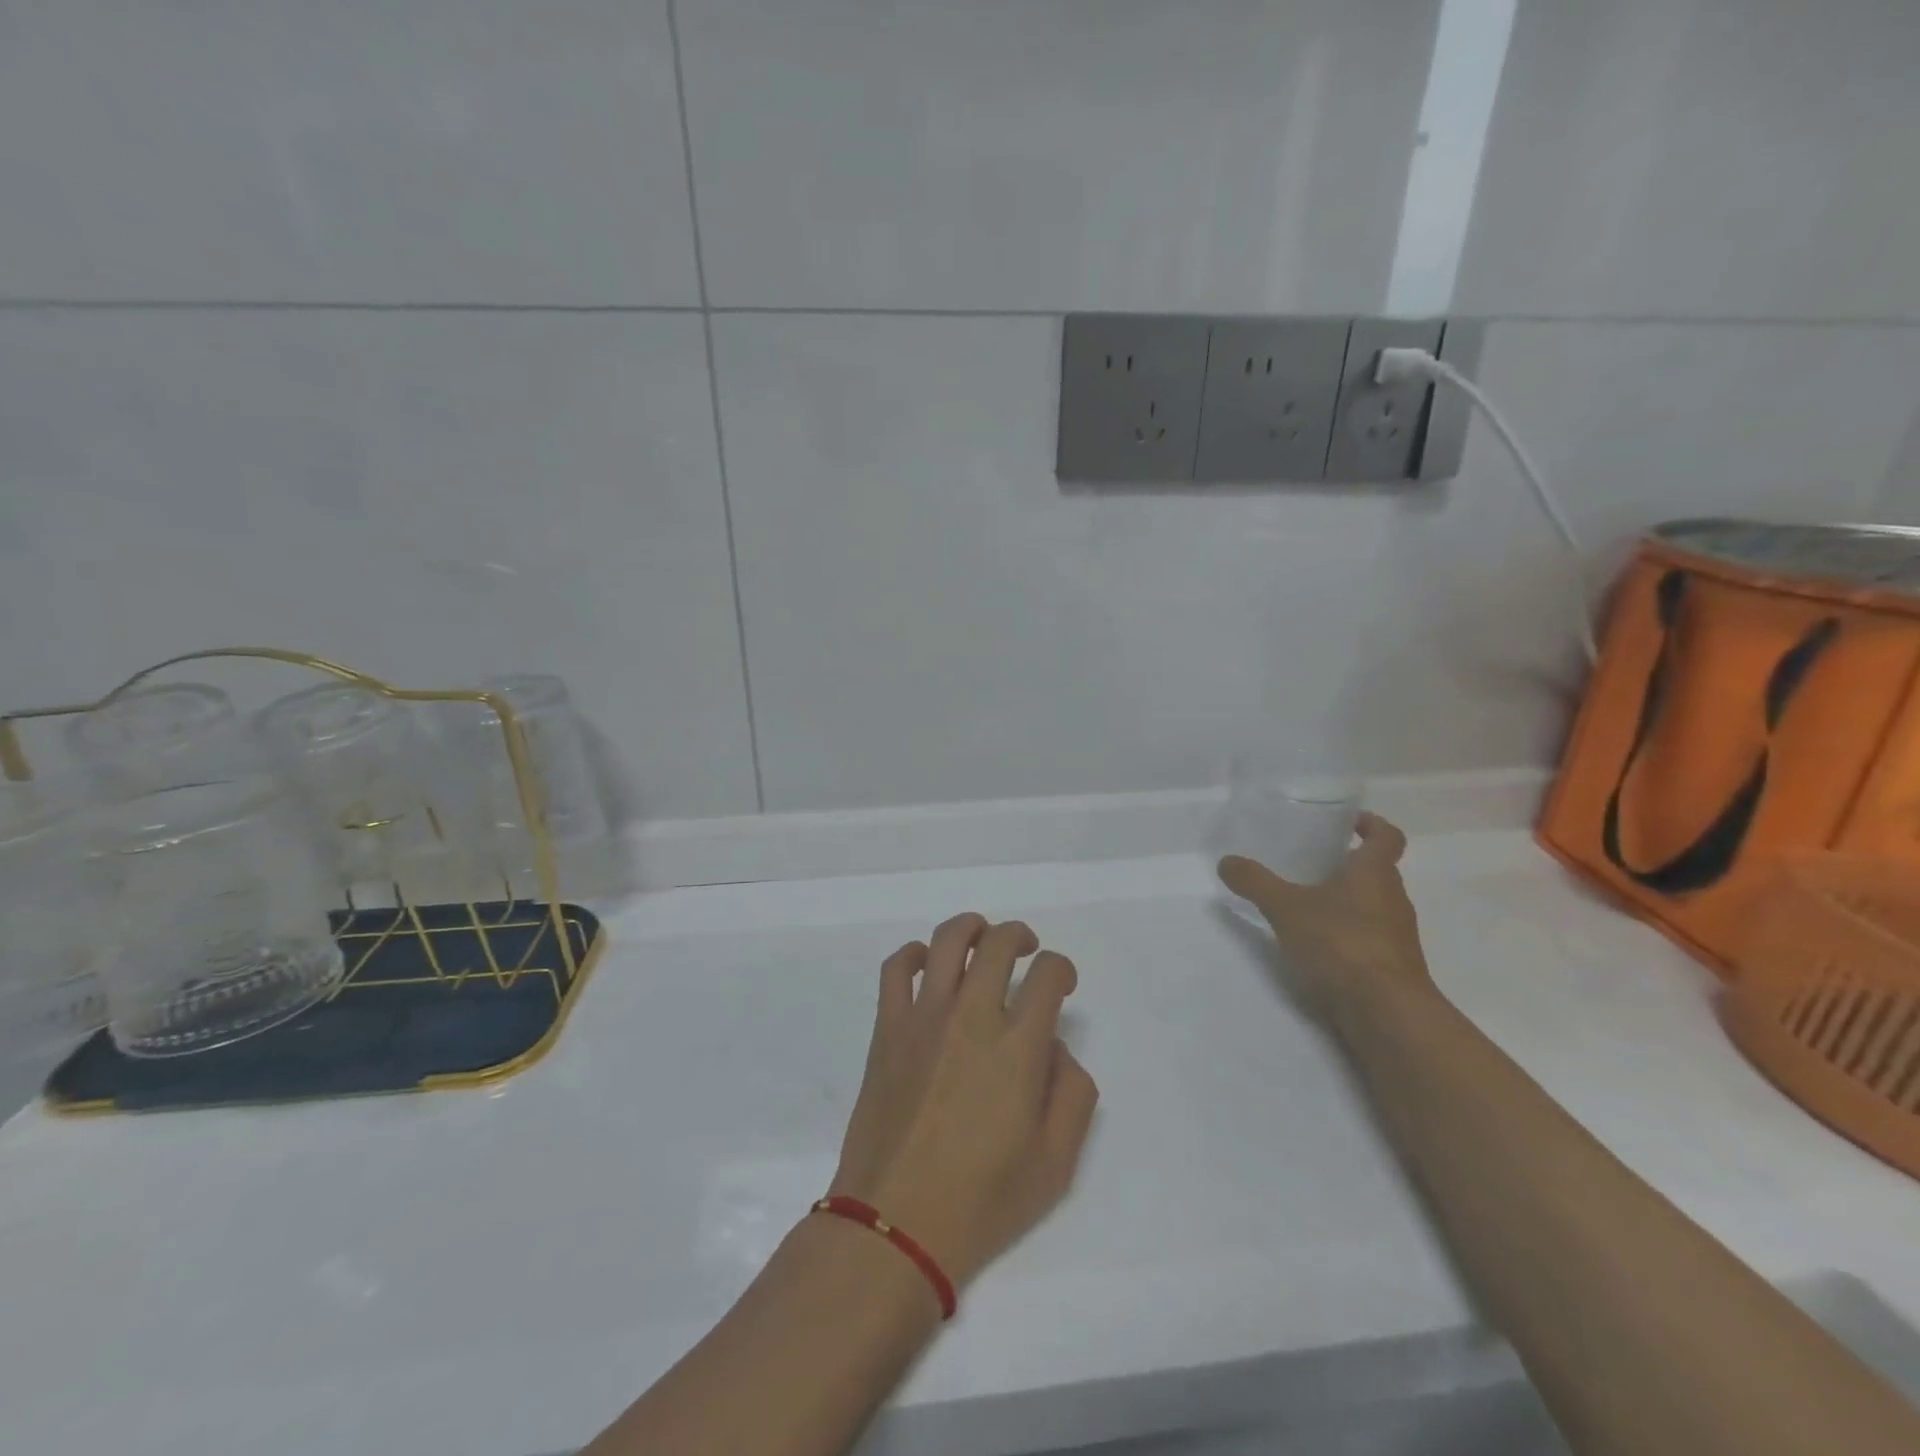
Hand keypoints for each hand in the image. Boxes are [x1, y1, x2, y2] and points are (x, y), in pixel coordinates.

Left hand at [830, 914, 1098, 1288]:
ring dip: (972, 928)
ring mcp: (924, 1017)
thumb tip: (1055, 1047)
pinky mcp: (887, 1028)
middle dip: (1020, 937)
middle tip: (1028, 951)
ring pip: (947, 941)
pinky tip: (926, 963)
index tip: (1062, 983)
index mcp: (1017, 1046)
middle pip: (998, 943)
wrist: (896, 1223)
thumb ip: (1072, 1094)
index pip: (1048, 975)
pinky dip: (913, 953)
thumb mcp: (1056, 1163)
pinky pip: (896, 969)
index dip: (1062, 969)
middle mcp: (971, 1016)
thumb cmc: (982, 1200)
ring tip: (983, 939)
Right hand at [1217, 812, 1433, 1012]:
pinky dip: (1347, 932)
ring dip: (1346, 899)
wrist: (1387, 1012)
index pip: (1387, 837)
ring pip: (1373, 904)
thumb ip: (1255, 882)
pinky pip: (1369, 936)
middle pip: (1377, 871)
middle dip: (1347, 864)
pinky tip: (1316, 943)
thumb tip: (1226, 861)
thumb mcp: (1286, 908)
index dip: (1372, 824)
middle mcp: (1393, 898)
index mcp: (1375, 873)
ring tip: (1306, 902)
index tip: (1348, 822)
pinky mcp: (1392, 966)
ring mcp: (1396, 935)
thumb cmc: (1342, 944)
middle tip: (1310, 861)